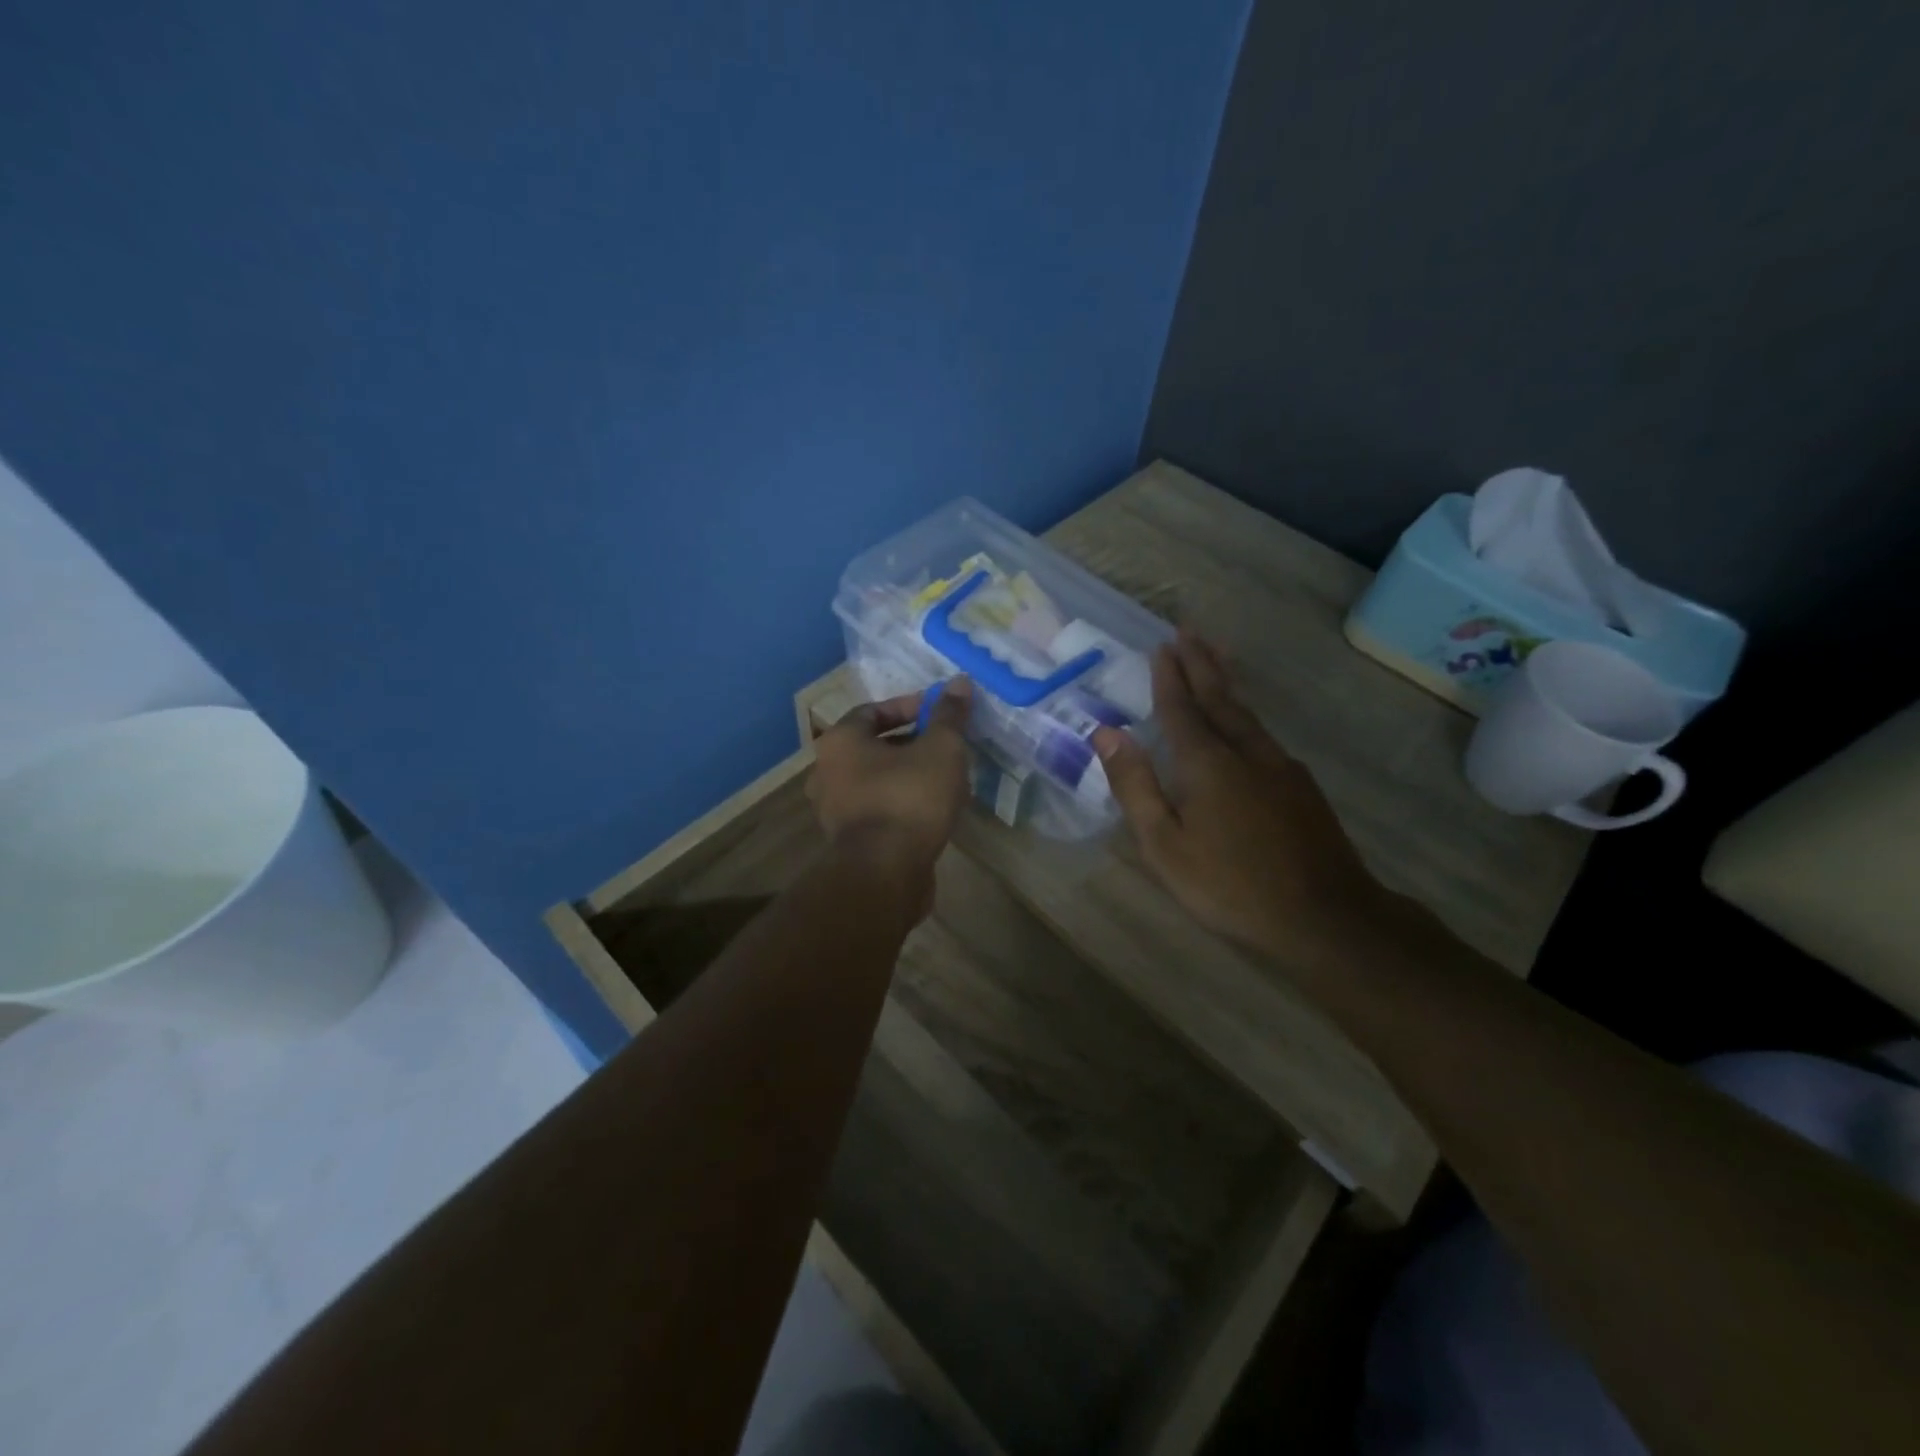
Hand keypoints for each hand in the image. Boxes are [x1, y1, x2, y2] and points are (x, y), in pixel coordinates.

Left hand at [809, 678, 973, 874]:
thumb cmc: (909, 798)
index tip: (940, 712)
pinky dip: (900, 802)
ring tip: (944, 777)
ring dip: (906, 774)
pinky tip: (931, 809)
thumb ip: (949, 715)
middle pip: (873, 746)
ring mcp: (833, 810)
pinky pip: (877, 809)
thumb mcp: (940, 749)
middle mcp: (826, 772)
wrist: (885, 873)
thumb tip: (959, 682)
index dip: (910, 706)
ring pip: (875, 780)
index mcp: (840, 741)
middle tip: (945, 745)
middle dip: (911, 742)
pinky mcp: (847, 841)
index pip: (874, 710)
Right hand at [1091, 634, 1385, 963]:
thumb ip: (1135, 786)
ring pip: (1247, 713)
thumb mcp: (1164, 844)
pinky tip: (1244, 723)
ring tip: (1214, 658)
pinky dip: (1245, 713)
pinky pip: (1263, 734)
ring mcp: (1280, 767)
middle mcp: (1245, 752)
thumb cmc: (1229, 885)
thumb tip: (1106, 733)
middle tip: (1188, 632)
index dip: (1169, 677)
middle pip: (1219, 698)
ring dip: (1225, 682)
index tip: (1161, 646)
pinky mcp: (1302, 786)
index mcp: (1206, 763)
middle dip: (1201, 664)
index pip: (1181, 708)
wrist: (1325, 917)